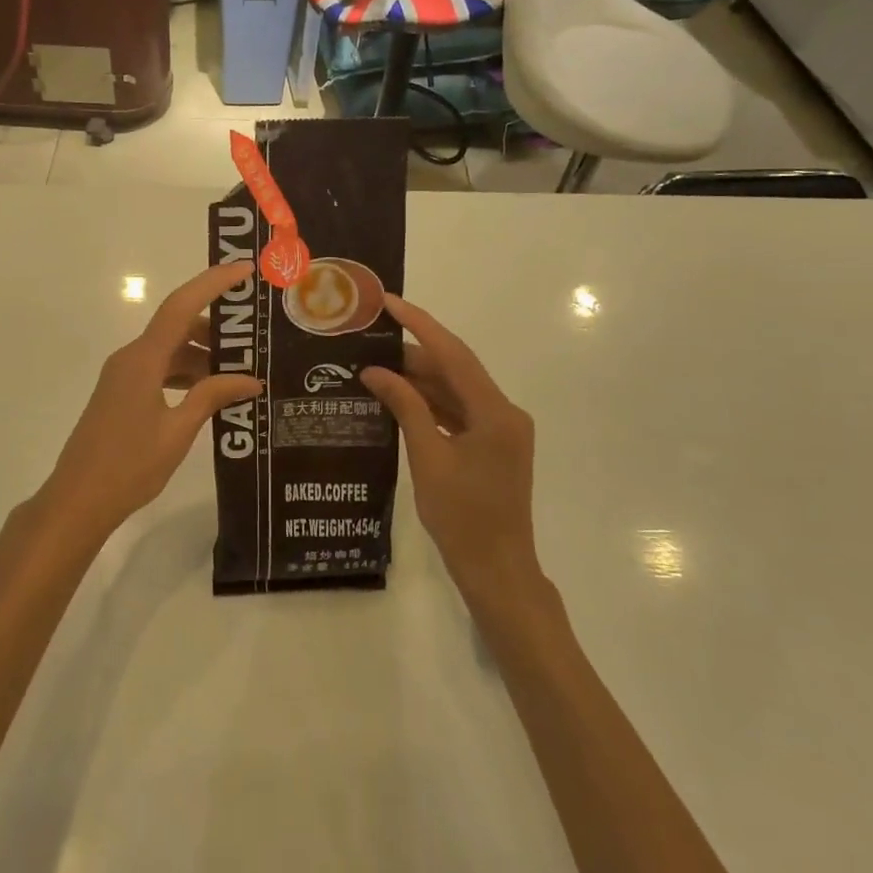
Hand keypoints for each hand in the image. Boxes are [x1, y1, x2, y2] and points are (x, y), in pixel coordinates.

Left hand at [39, 262, 262, 541]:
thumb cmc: (128, 466)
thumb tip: (251, 379)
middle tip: (255, 335)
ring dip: (202, 354)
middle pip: (177, 326)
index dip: (212, 283)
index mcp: (143, 359)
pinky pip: (159, 370)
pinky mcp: (122, 394)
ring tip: (241, 369)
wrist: (77, 500)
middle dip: (215, 327)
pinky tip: (211, 392)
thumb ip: (212, 397)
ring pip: (169, 350)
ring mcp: (123, 376)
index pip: (181, 306)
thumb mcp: (178, 432)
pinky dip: (185, 373)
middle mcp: (131, 358)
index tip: (244, 270)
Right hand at [360, 295, 543, 602]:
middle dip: (412, 353)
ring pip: (454, 391)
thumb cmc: (462, 517)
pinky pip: (457, 412)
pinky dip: (428, 403)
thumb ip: (405, 407)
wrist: (497, 570)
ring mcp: (499, 430)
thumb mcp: (428, 457)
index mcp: (495, 412)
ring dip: (418, 379)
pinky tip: (396, 397)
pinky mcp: (491, 445)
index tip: (388, 302)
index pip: (453, 354)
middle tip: (368, 339)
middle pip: (454, 370)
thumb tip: (375, 371)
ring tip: (373, 364)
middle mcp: (503, 413)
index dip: (420, 324)